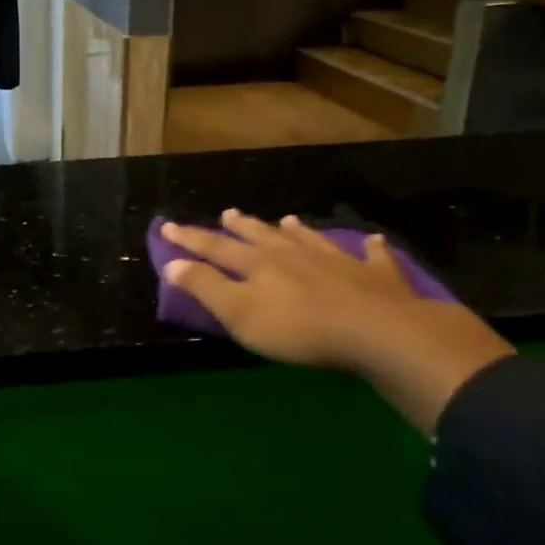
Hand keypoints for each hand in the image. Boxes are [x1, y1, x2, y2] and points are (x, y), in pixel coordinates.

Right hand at [160, 211, 513, 432]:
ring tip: (287, 220)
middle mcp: (294, 255)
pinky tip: (373, 242)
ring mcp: (337, 261)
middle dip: (241, 226)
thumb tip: (172, 264)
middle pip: (261, 237)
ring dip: (296, 231)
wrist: (377, 331)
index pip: (215, 248)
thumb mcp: (239, 313)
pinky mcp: (375, 276)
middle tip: (228, 213)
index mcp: (258, 265)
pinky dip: (369, 249)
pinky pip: (371, 257)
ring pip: (310, 240)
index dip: (190, 238)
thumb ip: (205, 287)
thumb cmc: (297, 328)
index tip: (168, 226)